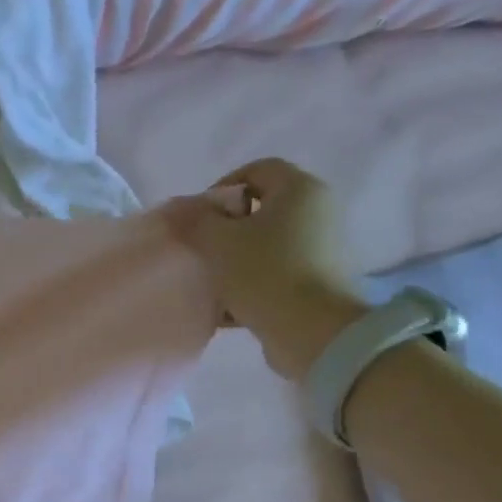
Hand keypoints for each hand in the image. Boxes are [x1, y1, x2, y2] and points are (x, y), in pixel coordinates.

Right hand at [171, 157, 368, 382]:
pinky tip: (225, 309)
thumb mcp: (219, 242)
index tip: (198, 219)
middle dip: (225, 229)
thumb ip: (196, 221)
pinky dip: (249, 284)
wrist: (312, 332)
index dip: (221, 188)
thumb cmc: (265, 273)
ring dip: (234, 260)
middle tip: (200, 251)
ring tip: (209, 283)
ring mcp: (319, 249)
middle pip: (261, 209)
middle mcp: (316, 212)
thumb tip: (182, 209)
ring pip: (265, 245)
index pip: (257, 169)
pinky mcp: (315, 282)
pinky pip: (274, 273)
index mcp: (299, 190)